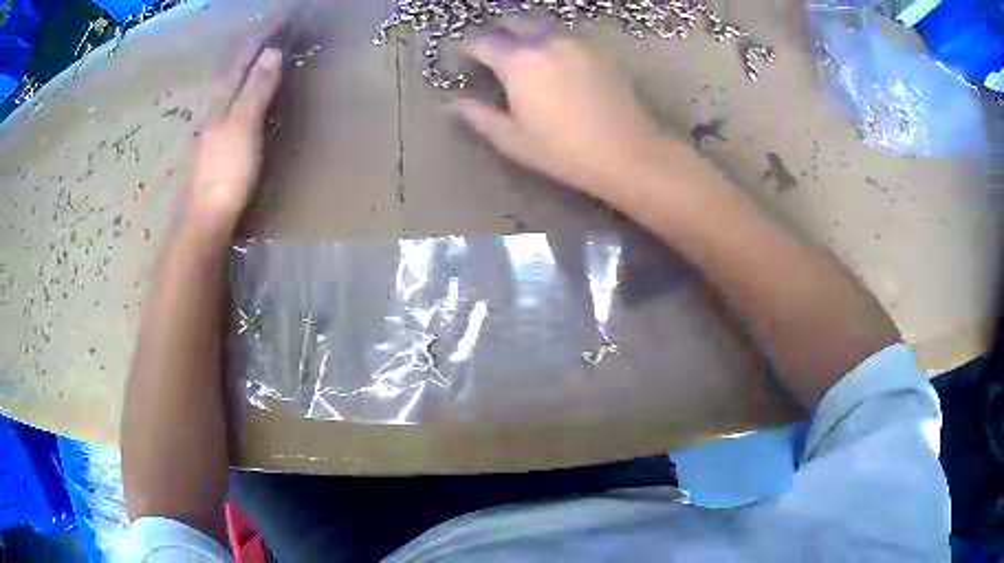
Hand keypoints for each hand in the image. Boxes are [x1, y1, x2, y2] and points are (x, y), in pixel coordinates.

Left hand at [184, 46, 282, 237]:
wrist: (206, 218)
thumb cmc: (226, 173)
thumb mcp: (243, 126)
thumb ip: (256, 89)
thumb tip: (272, 52)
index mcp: (221, 98)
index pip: (242, 55)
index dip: (262, 33)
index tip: (284, 16)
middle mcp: (215, 105)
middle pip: (233, 65)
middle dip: (253, 42)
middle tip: (275, 27)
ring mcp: (215, 125)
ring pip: (231, 82)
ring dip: (247, 61)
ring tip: (264, 49)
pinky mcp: (219, 142)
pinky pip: (233, 99)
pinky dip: (244, 84)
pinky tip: (247, 90)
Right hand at [455, 26, 662, 198]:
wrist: (626, 152)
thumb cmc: (563, 151)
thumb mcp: (512, 139)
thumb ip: (479, 117)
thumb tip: (452, 104)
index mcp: (518, 61)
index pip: (483, 42)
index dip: (469, 48)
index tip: (466, 57)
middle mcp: (546, 41)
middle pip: (513, 23)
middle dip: (498, 33)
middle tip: (493, 52)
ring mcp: (576, 42)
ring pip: (541, 27)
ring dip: (526, 34)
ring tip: (524, 55)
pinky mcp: (599, 50)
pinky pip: (566, 36)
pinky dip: (552, 41)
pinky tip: (555, 61)